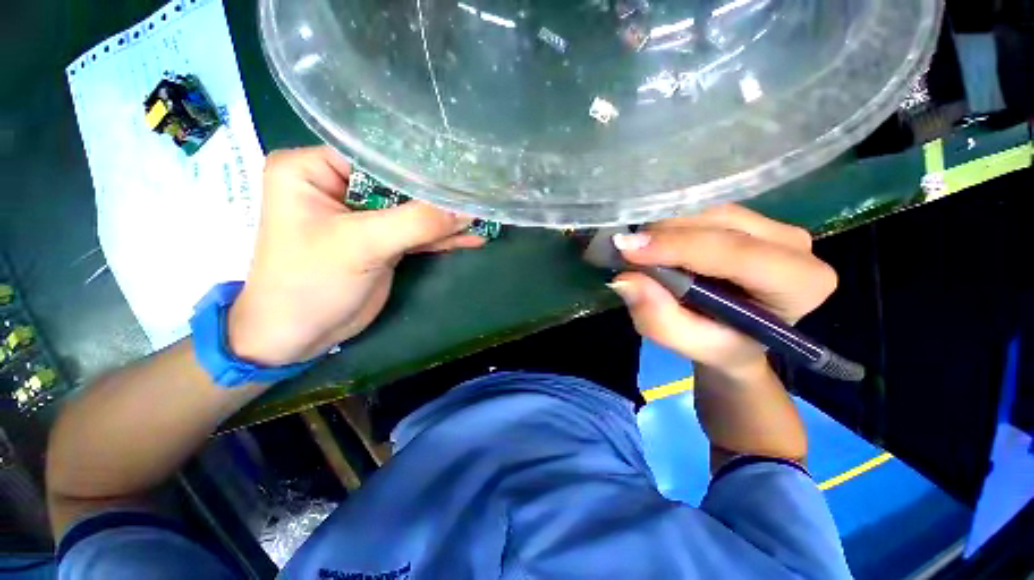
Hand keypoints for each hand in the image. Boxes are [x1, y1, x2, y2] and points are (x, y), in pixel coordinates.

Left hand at [227, 146, 484, 365]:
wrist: (300, 335)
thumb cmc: (311, 283)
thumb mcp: (362, 245)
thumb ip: (416, 222)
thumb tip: (466, 209)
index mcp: (314, 169)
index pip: (376, 152)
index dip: (419, 162)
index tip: (461, 167)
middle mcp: (339, 186)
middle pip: (399, 183)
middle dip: (439, 194)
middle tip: (479, 192)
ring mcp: (365, 216)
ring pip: (413, 211)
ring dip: (447, 219)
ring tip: (484, 216)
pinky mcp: (382, 241)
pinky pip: (417, 233)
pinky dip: (443, 237)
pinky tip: (471, 237)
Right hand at [608, 205, 836, 375]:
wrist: (738, 335)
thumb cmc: (719, 343)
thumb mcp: (688, 344)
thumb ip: (660, 320)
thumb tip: (625, 280)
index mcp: (799, 284)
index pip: (735, 252)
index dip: (677, 247)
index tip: (627, 250)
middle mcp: (795, 245)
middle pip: (719, 224)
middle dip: (665, 237)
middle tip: (625, 253)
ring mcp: (775, 225)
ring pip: (708, 212)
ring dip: (666, 231)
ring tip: (640, 253)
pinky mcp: (752, 218)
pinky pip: (704, 212)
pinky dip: (673, 227)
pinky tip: (658, 244)